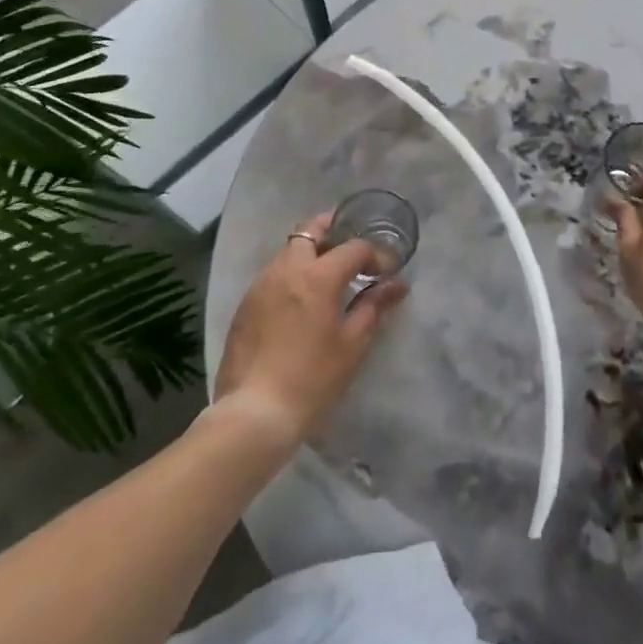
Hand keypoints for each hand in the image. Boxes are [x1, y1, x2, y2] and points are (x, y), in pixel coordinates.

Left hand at [213, 213, 408, 445]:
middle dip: (333, 229)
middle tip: (352, 247)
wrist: (254, 414)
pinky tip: (302, 300)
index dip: (375, 254)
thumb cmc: (312, 379)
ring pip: (289, 251)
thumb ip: (374, 306)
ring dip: (311, 251)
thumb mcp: (352, 344)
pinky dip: (292, 274)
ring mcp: (261, 285)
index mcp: (317, 275)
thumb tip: (397, 284)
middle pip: (310, 230)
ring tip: (330, 275)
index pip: (353, 247)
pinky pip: (273, 274)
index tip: (387, 270)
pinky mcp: (245, 305)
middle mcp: (286, 269)